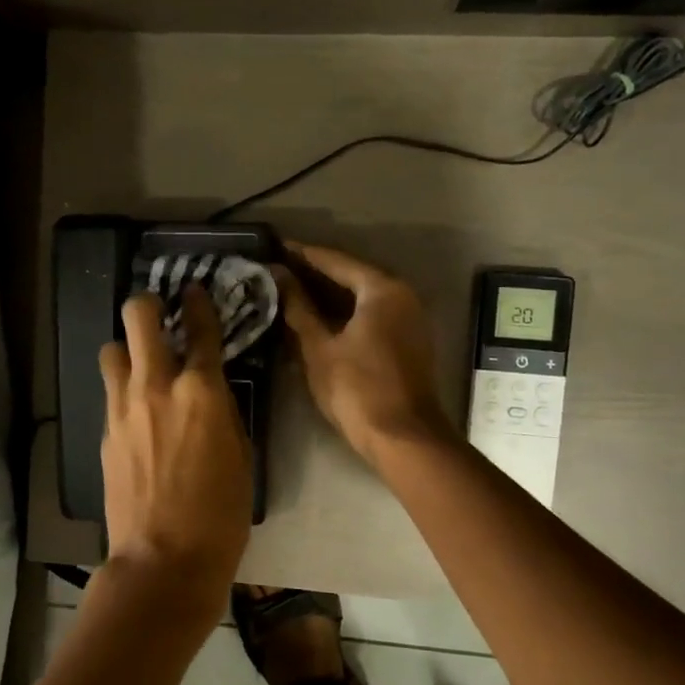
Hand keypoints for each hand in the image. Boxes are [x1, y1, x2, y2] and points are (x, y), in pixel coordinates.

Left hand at [98, 286, 252, 617]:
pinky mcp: (104, 432)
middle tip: (158, 311)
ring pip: (112, 350)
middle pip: (138, 317)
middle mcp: (156, 386)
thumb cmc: (220, 513)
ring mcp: (123, 408)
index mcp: (201, 391)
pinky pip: (110, 392)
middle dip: (147, 304)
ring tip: (141, 364)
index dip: (199, 303)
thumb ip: (222, 411)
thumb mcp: (240, 455)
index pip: (200, 328)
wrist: (164, 559)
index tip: (195, 291)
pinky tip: (136, 409)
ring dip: (127, 348)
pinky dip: (122, 389)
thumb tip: (209, 391)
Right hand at [275, 241, 453, 468]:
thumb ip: (298, 308)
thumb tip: (278, 275)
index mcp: (383, 289)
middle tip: (278, 269)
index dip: (302, 254)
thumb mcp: (319, 347)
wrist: (402, 437)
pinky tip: (317, 320)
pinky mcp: (408, 342)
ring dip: (329, 296)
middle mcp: (402, 296)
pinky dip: (345, 314)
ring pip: (362, 298)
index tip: (275, 247)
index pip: (336, 261)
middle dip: (315, 274)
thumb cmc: (357, 388)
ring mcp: (409, 320)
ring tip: (290, 292)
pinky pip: (371, 316)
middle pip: (352, 276)